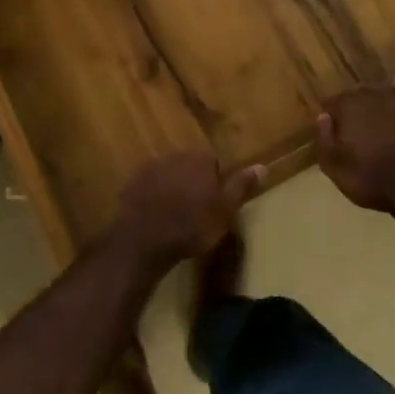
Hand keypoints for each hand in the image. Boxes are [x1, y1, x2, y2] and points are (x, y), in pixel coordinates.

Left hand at [111, 150, 263, 266]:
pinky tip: (154, 215)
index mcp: (200, 159)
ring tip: (173, 214)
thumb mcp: (225, 210)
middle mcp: (175, 155)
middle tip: (193, 210)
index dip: (214, 184)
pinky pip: (148, 184)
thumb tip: (262, 166)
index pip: (212, 163)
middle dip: (191, 182)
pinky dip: (152, 195)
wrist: (146, 238)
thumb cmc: (192, 225)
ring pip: (167, 173)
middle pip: (188, 165)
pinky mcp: (131, 181)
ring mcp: (150, 167)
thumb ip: (241, 186)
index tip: (212, 205)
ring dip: (171, 187)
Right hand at [316, 78, 394, 219]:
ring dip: (372, 99)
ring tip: (370, 112)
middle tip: (349, 123)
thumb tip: (322, 117)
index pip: (331, 101)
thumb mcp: (335, 169)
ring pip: (379, 90)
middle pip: (354, 93)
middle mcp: (371, 97)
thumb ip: (324, 140)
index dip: (329, 113)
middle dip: (350, 105)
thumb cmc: (372, 181)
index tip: (330, 127)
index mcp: (348, 108)